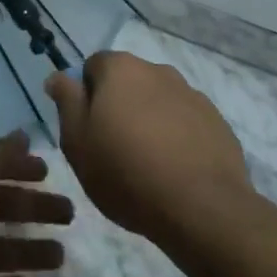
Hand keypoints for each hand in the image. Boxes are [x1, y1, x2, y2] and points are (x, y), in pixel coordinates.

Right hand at [46, 51, 256, 245]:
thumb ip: (66, 101)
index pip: (93, 67)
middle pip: (128, 82)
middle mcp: (157, 70)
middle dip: (120, 106)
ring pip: (159, 102)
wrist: (202, 210)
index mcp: (120, 69)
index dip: (86, 96)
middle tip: (114, 148)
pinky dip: (178, 138)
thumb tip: (58, 77)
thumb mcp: (77, 141)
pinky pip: (186, 123)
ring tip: (148, 164)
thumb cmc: (126, 172)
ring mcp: (192, 95)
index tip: (89, 130)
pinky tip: (176, 171)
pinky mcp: (217, 123)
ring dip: (150, 121)